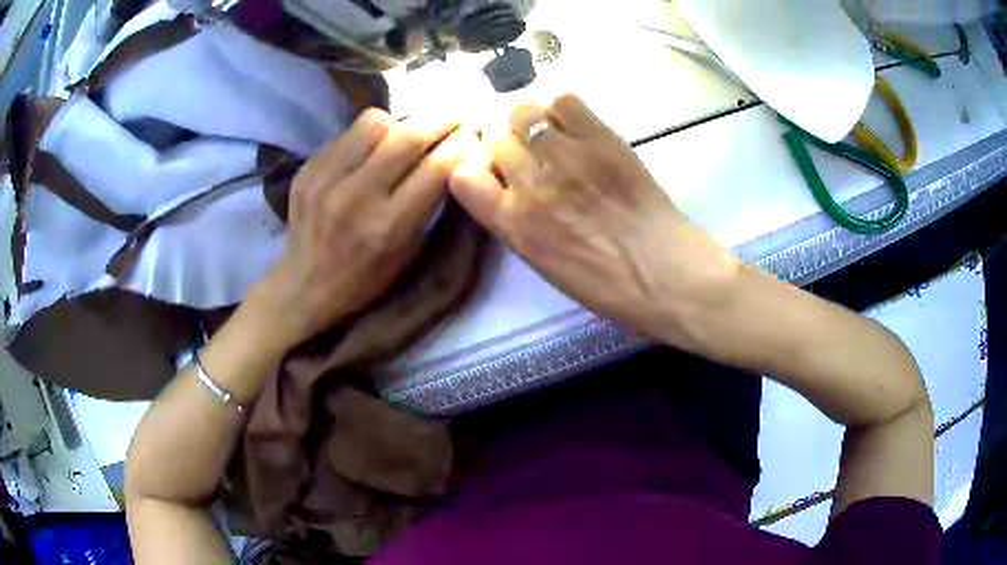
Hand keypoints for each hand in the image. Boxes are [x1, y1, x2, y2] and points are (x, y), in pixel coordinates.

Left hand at [256, 109, 471, 348]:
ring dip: (398, 123)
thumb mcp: (407, 252)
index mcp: (388, 226)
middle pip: (408, 136)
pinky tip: (369, 151)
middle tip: (453, 116)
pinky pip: (346, 134)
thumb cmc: (365, 279)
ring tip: (403, 134)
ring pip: (374, 122)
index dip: (460, 145)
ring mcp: (326, 179)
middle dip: (440, 121)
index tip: (471, 134)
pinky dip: (366, 136)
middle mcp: (356, 197)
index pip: (436, 168)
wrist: (304, 286)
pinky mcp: (307, 170)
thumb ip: (428, 204)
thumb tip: (450, 156)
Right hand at [449, 95, 739, 343]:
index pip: (463, 177)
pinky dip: (561, 108)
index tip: (491, 170)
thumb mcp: (544, 264)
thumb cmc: (606, 284)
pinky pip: (564, 102)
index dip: (475, 167)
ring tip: (548, 130)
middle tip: (526, 146)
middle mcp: (532, 186)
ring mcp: (567, 158)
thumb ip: (517, 222)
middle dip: (504, 139)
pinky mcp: (602, 139)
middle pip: (495, 137)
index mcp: (514, 225)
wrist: (665, 273)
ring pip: (524, 112)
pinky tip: (573, 124)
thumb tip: (509, 184)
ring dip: (529, 119)